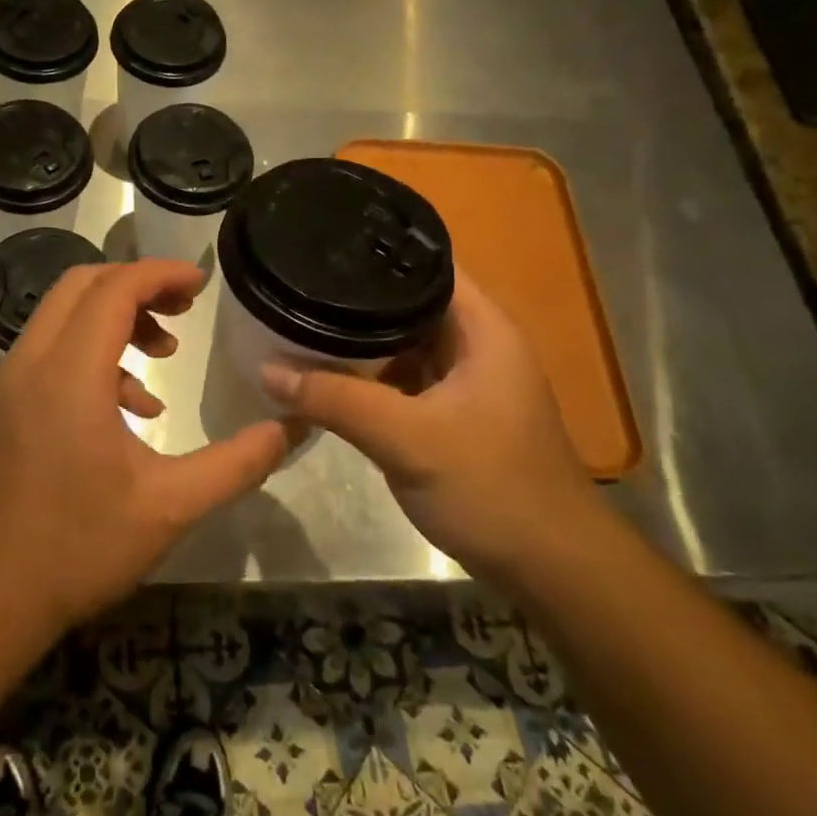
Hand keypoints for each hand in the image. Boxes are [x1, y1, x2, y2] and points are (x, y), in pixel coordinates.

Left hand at [0, 259, 294, 638]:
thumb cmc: (77, 547)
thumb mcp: (170, 507)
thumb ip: (235, 464)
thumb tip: (287, 429)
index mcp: (69, 373)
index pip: (114, 289)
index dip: (161, 275)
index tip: (202, 283)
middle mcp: (31, 363)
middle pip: (81, 286)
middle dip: (136, 287)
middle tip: (184, 311)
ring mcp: (9, 384)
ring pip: (61, 317)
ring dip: (113, 320)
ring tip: (162, 357)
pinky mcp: (2, 408)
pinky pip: (49, 352)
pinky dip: (90, 354)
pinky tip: (127, 409)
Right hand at [261, 263, 595, 580]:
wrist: (550, 568)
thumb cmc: (491, 487)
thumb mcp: (406, 438)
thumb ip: (335, 400)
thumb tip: (266, 369)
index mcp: (483, 329)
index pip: (428, 265)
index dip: (378, 252)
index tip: (323, 247)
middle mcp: (477, 344)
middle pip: (410, 303)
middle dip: (357, 298)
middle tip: (298, 286)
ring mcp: (466, 381)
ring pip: (404, 343)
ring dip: (361, 339)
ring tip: (302, 321)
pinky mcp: (453, 414)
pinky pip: (404, 378)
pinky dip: (371, 375)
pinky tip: (330, 375)